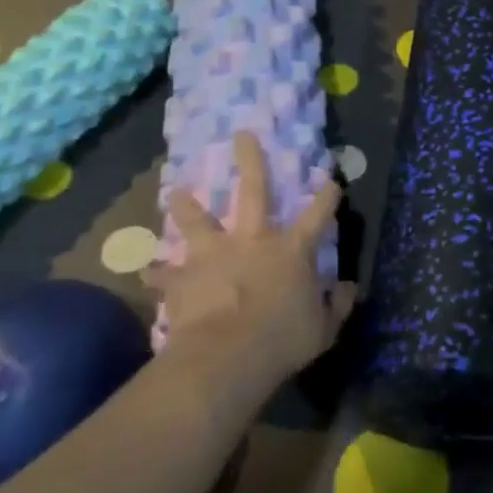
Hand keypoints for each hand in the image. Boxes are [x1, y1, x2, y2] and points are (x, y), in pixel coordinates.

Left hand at [147, 132, 356, 383]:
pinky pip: (164, 274)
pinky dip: (156, 272)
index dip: (327, 196)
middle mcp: (253, 241)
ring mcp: (214, 256)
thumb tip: (348, 288)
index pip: (318, 214)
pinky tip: (144, 270)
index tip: (331, 180)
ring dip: (187, 206)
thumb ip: (337, 305)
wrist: (224, 357)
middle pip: (254, 191)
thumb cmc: (282, 340)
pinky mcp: (182, 279)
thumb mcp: (324, 329)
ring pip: (198, 221)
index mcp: (292, 250)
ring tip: (177, 192)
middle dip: (251, 160)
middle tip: (243, 134)